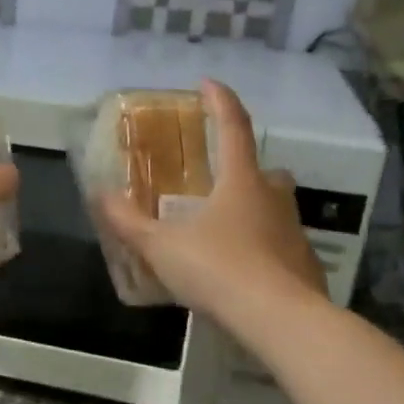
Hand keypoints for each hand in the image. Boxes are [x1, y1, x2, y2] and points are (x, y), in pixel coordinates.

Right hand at [95, 79, 328, 316]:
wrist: (280, 320)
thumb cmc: (219, 269)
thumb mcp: (161, 246)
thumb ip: (129, 222)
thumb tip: (100, 195)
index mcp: (241, 182)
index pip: (233, 127)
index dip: (220, 101)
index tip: (207, 83)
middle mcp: (273, 198)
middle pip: (262, 169)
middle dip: (242, 166)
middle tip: (217, 177)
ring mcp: (293, 232)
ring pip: (273, 207)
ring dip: (252, 207)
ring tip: (221, 227)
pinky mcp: (303, 264)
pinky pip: (278, 244)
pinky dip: (260, 246)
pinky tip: (239, 268)